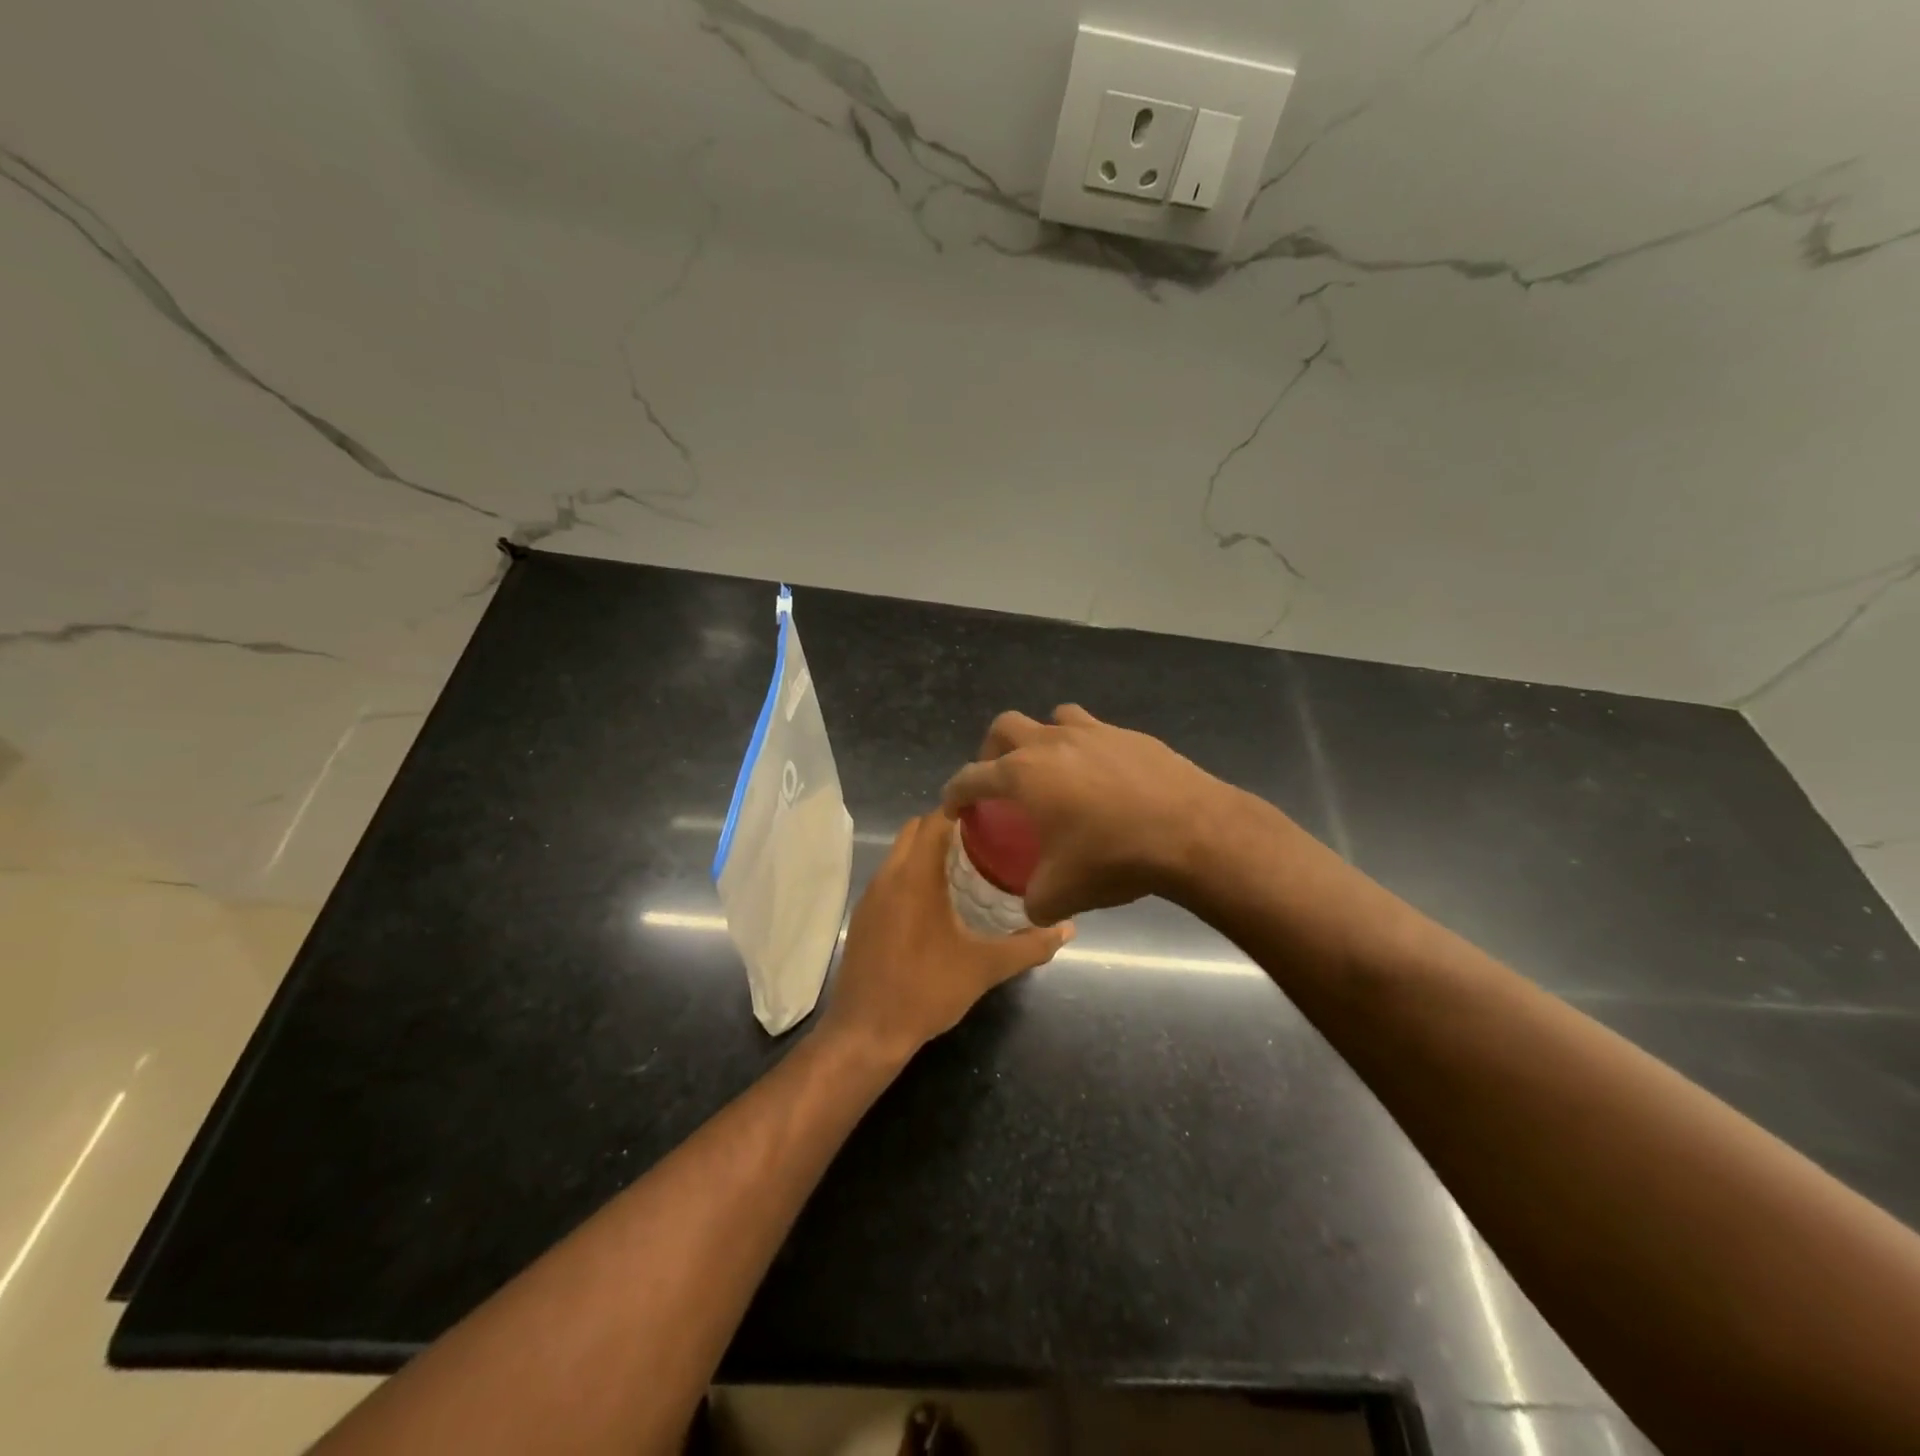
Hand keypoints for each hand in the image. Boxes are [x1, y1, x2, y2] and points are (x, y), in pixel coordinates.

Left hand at [823, 811, 1072, 1060]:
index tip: (993, 813)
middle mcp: (888, 876)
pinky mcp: (863, 915)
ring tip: (967, 865)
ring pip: (899, 853)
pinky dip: (911, 872)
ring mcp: (870, 896)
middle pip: (914, 830)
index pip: (935, 820)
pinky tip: (937, 899)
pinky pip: (890, 876)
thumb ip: (1029, 945)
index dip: (962, 808)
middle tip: (985, 839)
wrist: (866, 1033)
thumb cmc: (926, 991)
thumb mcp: (984, 968)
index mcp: (915, 877)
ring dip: (927, 850)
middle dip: (946, 826)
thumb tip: (1068, 928)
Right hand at [941, 705, 1226, 925]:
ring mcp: (1094, 732)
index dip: (955, 793)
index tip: (954, 808)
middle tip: (998, 779)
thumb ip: (1034, 900)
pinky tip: (1102, 780)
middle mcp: (1051, 742)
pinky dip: (1085, 749)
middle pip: (1005, 727)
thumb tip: (1033, 906)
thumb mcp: (1062, 894)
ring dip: (1041, 739)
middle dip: (991, 751)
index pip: (971, 777)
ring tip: (1051, 770)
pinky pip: (1095, 732)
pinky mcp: (1130, 735)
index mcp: (1024, 775)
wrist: (1192, 832)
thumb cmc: (1114, 858)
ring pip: (1053, 718)